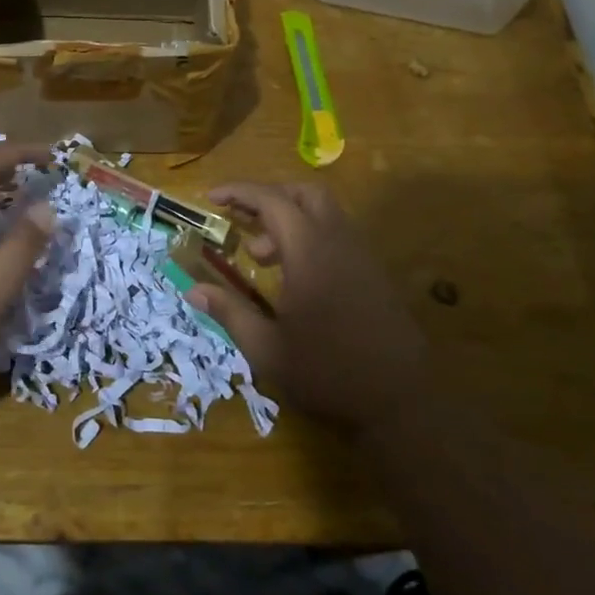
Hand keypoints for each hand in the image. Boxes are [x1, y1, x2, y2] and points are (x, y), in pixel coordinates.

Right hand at [188, 182, 426, 436]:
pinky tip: (295, 276)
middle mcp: (338, 242)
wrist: (401, 401)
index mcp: (309, 252)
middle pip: (305, 194)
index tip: (211, 197)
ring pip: (325, 213)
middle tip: (242, 220)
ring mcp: (361, 256)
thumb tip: (193, 290)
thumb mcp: (267, 349)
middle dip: (270, 197)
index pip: (271, 201)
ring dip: (290, 219)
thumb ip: (230, 312)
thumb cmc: (327, 372)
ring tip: (263, 256)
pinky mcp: (374, 274)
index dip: (239, 193)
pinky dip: (310, 238)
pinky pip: (338, 236)